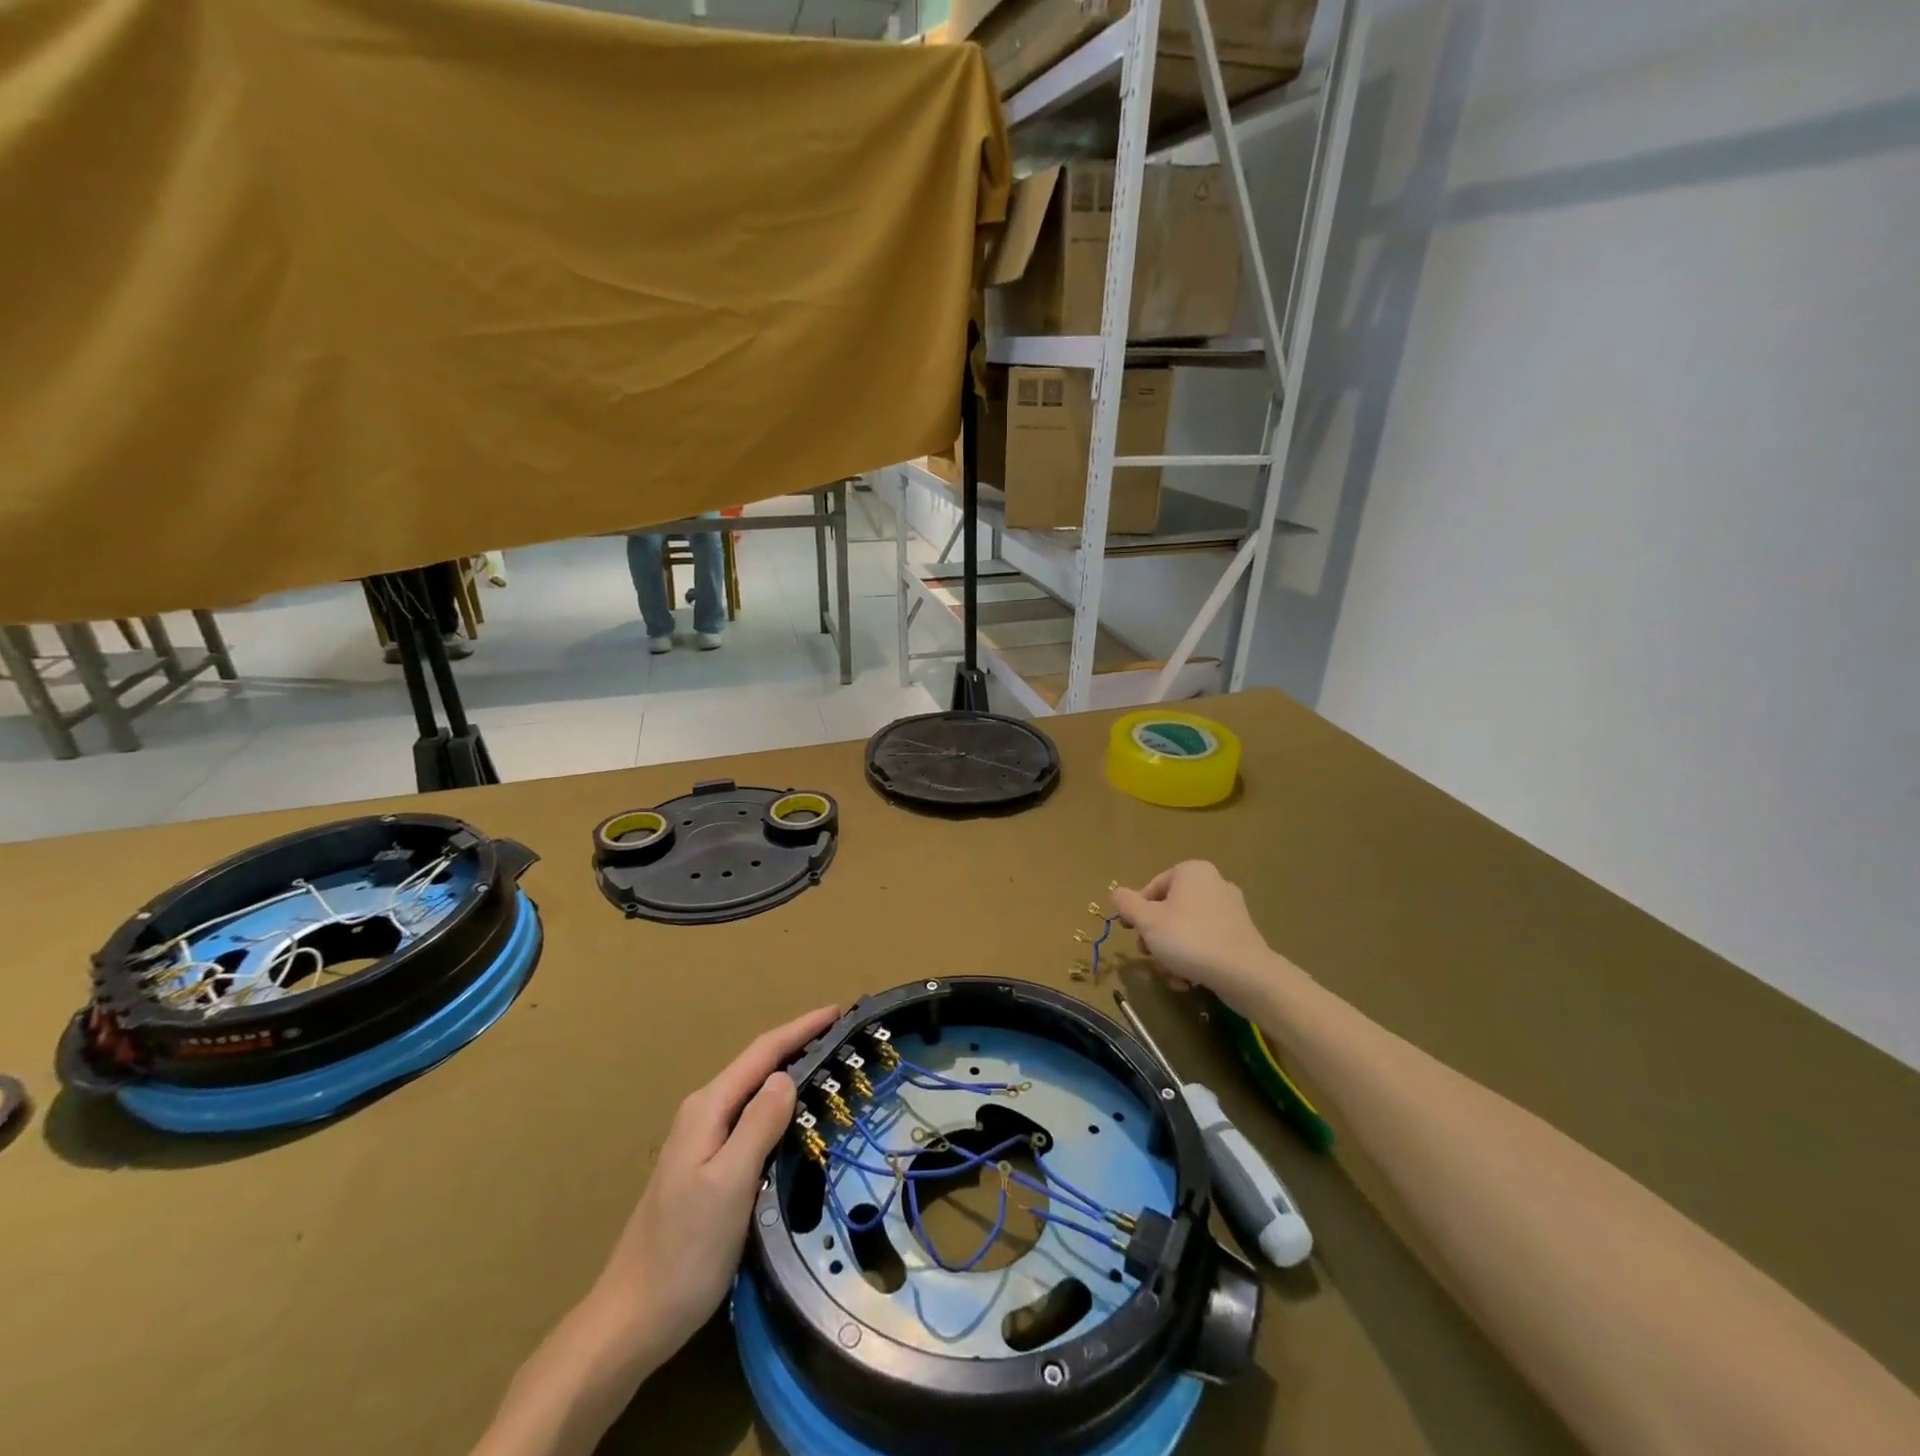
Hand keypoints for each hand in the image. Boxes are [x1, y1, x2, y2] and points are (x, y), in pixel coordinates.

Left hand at [588, 1003, 839, 1364]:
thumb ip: (759, 1125)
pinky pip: (748, 1119)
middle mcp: (702, 1114)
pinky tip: (793, 1118)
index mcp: (707, 1109)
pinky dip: (776, 1105)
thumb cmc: (685, 1252)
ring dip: (788, 1073)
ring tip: (827, 1067)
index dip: (801, 1029)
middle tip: (841, 1037)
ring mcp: (700, 1142)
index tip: (838, 1011)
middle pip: (756, 1066)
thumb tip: (786, 1076)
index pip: (762, 1053)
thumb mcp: (730, 1184)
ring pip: (752, 1093)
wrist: (631, 1320)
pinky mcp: (704, 1168)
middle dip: (797, 1044)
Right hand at [1111, 861, 1289, 1012]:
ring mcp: (1231, 910)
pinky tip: (1189, 980)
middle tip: (1150, 956)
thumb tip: (1116, 893)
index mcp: (1192, 872)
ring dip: (1172, 953)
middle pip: (1169, 910)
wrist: (1244, 974)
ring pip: (1186, 930)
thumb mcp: (1147, 921)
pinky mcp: (1240, 935)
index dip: (1136, 912)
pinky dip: (1194, 959)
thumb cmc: (1189, 939)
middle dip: (1156, 936)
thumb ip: (1127, 904)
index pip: (1151, 888)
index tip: (1131, 934)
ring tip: (1171, 974)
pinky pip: (1206, 942)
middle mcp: (1214, 883)